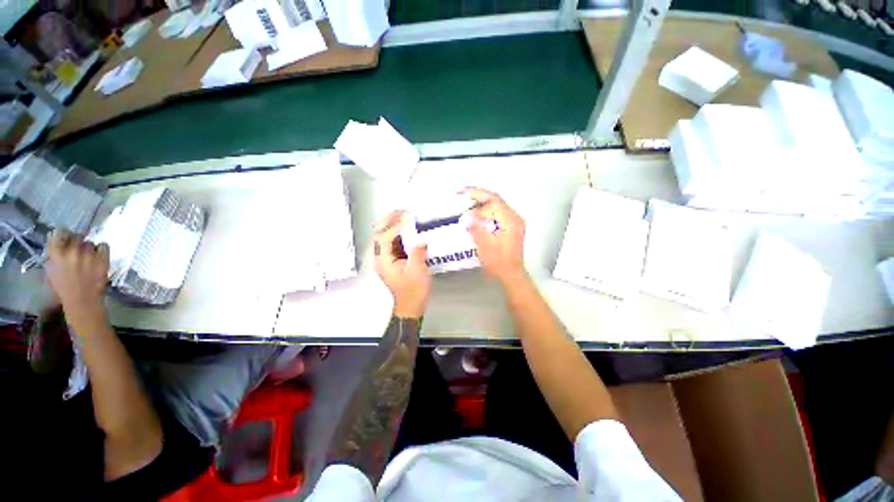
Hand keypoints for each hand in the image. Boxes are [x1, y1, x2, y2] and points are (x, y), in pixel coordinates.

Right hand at [46, 230, 109, 321]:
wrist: (82, 300)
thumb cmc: (64, 288)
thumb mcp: (51, 270)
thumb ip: (54, 254)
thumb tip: (56, 239)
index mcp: (57, 254)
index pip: (59, 233)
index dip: (64, 234)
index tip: (66, 237)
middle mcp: (72, 251)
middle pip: (77, 236)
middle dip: (77, 241)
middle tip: (79, 249)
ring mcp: (88, 254)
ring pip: (90, 242)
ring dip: (89, 248)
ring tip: (88, 257)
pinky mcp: (102, 259)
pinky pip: (104, 246)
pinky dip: (102, 249)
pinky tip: (99, 256)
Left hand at [373, 211, 430, 318]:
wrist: (410, 307)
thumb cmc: (413, 291)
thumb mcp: (417, 272)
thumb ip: (417, 253)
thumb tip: (421, 238)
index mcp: (384, 261)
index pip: (384, 238)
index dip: (394, 226)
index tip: (407, 217)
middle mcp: (381, 258)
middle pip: (379, 234)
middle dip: (388, 220)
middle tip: (402, 211)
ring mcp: (386, 259)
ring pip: (384, 237)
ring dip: (392, 225)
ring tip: (404, 215)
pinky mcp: (393, 261)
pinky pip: (392, 242)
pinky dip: (398, 233)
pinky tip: (407, 229)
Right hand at [463, 187, 526, 284]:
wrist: (511, 274)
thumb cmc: (499, 263)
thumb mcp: (485, 247)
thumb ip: (477, 229)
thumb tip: (468, 216)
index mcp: (510, 220)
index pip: (493, 200)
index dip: (477, 195)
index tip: (463, 194)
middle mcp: (514, 218)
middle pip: (495, 200)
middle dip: (478, 196)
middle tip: (462, 195)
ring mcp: (514, 222)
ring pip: (496, 206)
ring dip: (481, 204)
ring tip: (467, 204)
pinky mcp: (511, 227)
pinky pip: (497, 213)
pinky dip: (486, 212)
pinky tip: (477, 216)